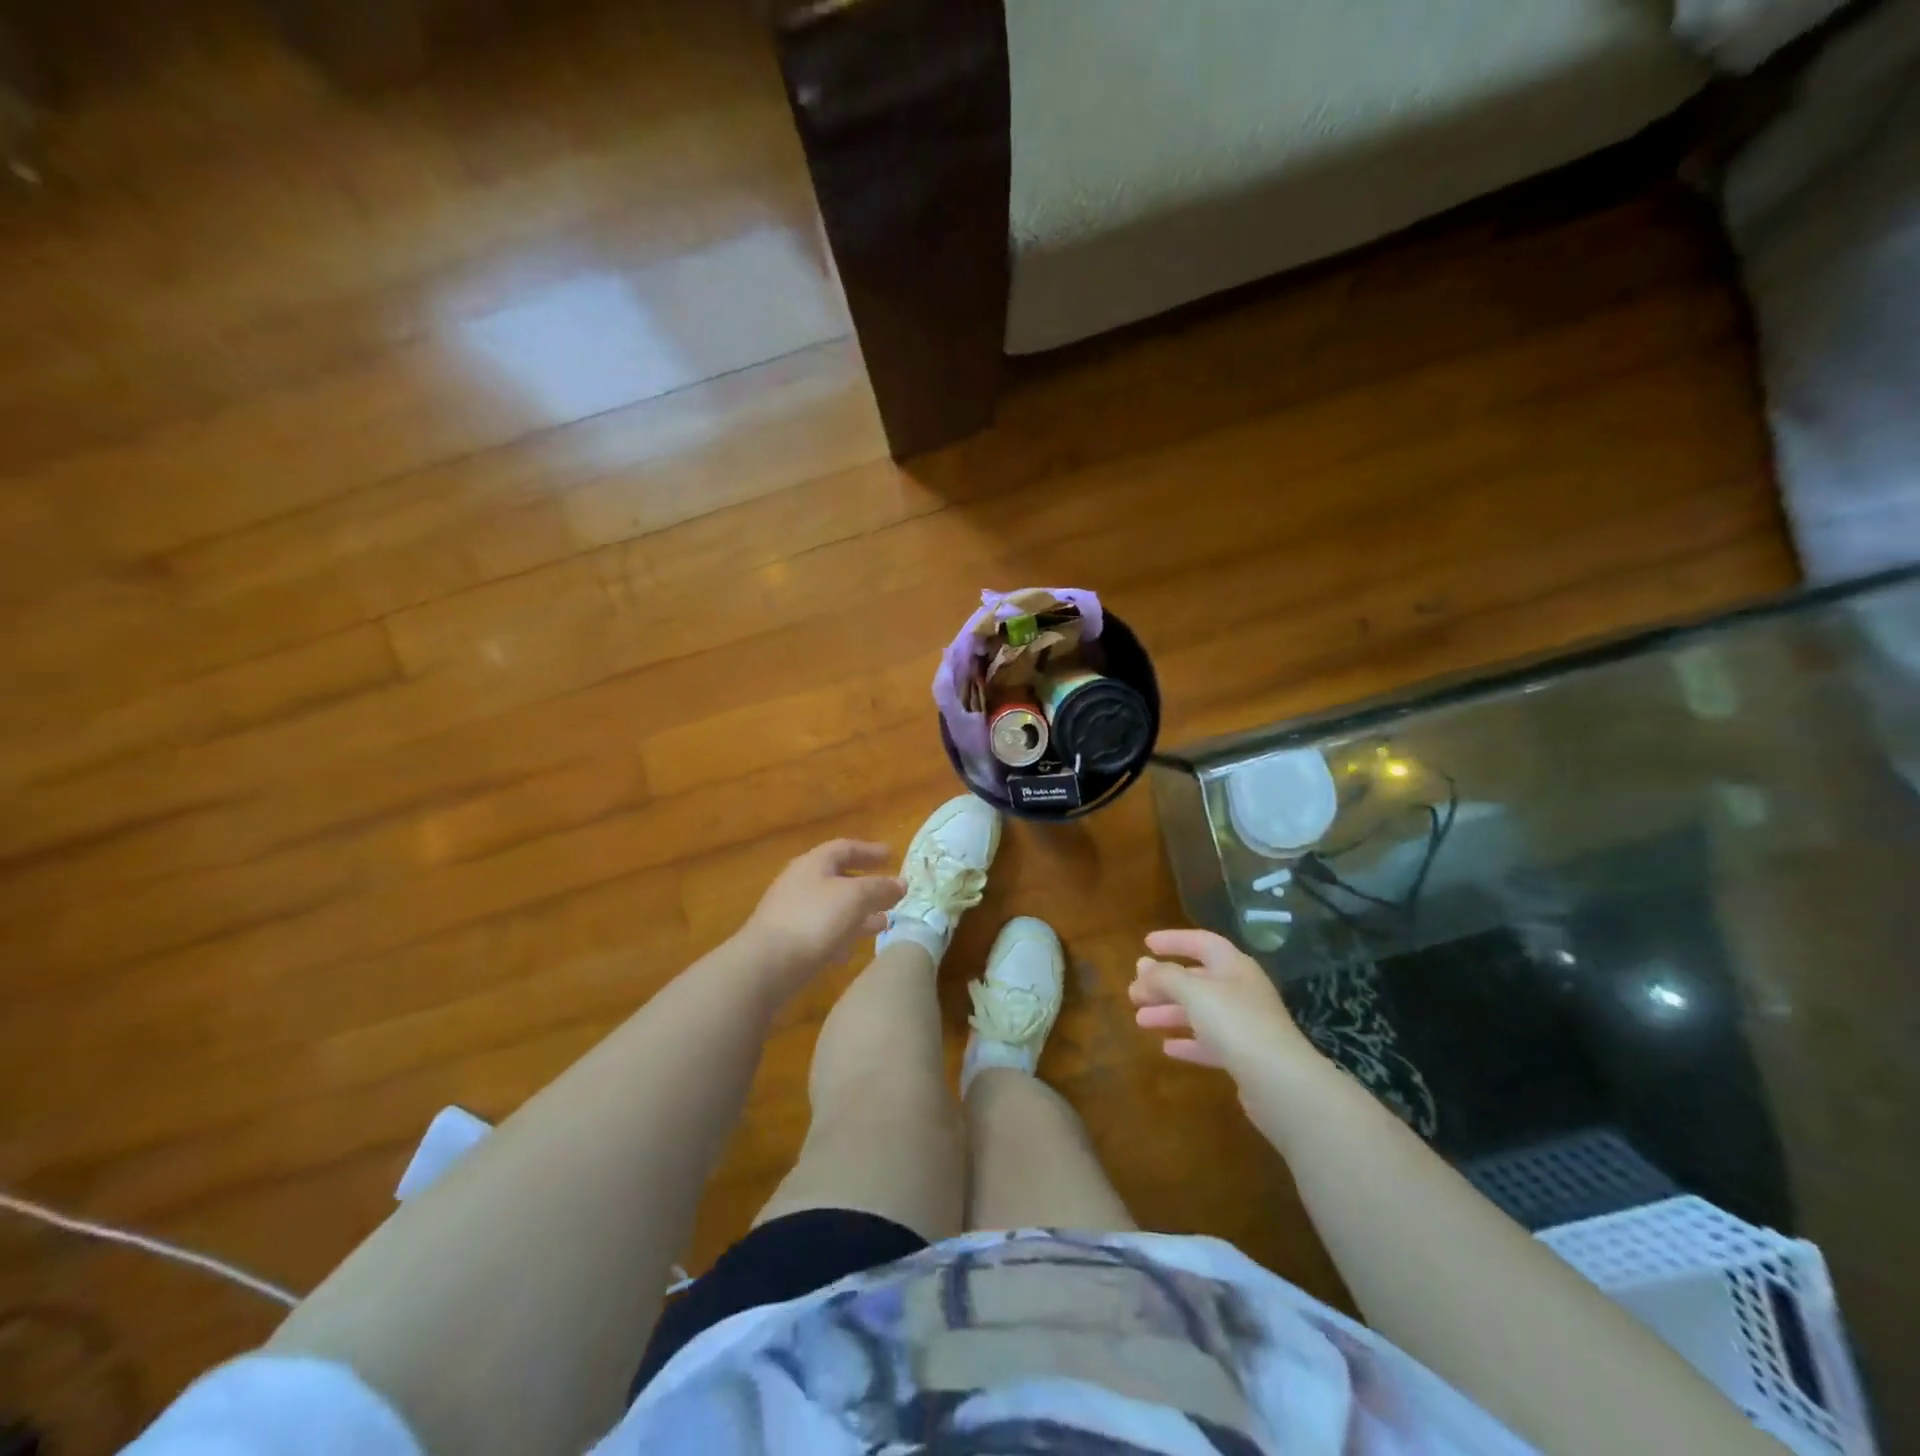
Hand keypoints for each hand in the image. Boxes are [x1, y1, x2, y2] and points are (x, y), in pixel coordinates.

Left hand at [739, 839, 905, 991]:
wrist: (765, 966)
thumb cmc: (814, 920)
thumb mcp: (855, 897)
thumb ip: (880, 887)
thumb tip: (901, 882)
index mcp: (814, 863)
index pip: (846, 848)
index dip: (871, 851)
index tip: (893, 856)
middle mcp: (801, 882)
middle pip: (839, 877)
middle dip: (867, 884)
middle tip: (891, 892)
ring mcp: (792, 912)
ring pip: (833, 906)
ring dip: (859, 912)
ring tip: (883, 923)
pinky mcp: (788, 941)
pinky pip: (822, 931)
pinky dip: (842, 934)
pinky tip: (854, 949)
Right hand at [1130, 929, 1321, 1082]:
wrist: (1281, 1083)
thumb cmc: (1236, 1024)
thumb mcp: (1194, 992)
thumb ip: (1165, 977)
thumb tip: (1143, 966)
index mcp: (1234, 967)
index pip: (1202, 942)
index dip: (1174, 940)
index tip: (1146, 944)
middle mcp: (1241, 991)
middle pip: (1197, 979)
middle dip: (1164, 984)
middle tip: (1133, 992)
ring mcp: (1245, 1025)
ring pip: (1200, 1012)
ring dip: (1169, 1013)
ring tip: (1140, 1020)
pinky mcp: (1245, 1057)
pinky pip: (1209, 1042)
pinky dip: (1187, 1041)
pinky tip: (1167, 1048)